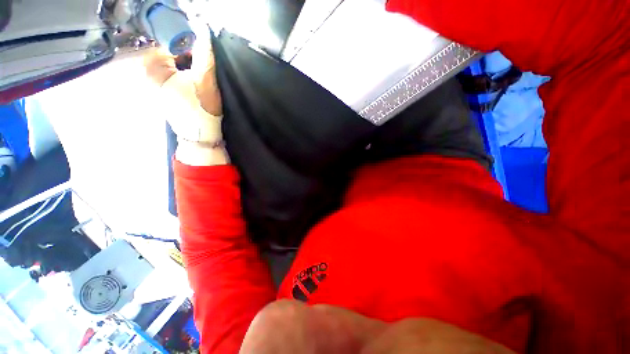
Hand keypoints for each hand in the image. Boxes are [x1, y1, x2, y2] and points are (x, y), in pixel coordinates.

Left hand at [144, 26, 227, 165]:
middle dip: (187, 55)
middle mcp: (147, 72)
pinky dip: (184, 73)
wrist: (200, 133)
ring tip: (199, 76)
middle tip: (201, 66)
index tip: (200, 53)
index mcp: (151, 67)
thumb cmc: (201, 107)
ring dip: (187, 64)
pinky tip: (193, 82)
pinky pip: (173, 72)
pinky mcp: (162, 90)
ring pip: (173, 62)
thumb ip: (204, 53)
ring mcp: (154, 82)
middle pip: (170, 52)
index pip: (168, 42)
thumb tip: (204, 29)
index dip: (187, 44)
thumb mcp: (205, 79)